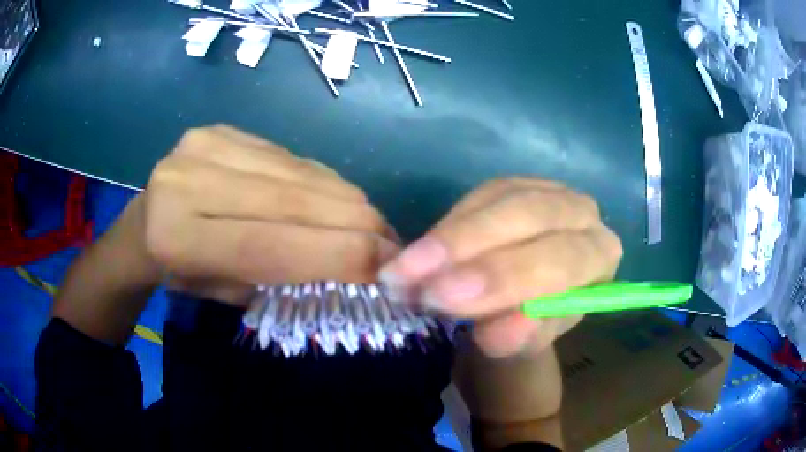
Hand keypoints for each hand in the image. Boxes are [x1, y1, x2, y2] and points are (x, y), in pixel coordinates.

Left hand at [144, 125, 398, 303]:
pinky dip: (322, 182)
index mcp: (178, 239)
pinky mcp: (221, 129)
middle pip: (293, 201)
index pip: (270, 245)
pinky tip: (336, 200)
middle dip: (357, 225)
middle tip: (392, 244)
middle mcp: (187, 181)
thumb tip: (356, 262)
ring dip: (347, 201)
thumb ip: (285, 278)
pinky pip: (290, 157)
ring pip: (300, 173)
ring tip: (371, 224)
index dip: (338, 255)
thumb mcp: (227, 295)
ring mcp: (204, 144)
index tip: (388, 267)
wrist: (145, 223)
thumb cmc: (182, 274)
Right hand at [379, 178, 621, 357]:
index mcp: (599, 256)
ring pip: (499, 200)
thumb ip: (517, 338)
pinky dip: (446, 224)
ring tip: (403, 269)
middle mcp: (581, 213)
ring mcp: (545, 191)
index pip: (563, 260)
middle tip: (412, 278)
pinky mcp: (512, 185)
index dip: (506, 277)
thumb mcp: (524, 344)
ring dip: (448, 236)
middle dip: (468, 248)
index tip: (446, 299)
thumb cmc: (528, 327)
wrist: (520, 308)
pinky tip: (420, 251)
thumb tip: (497, 332)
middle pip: (530, 216)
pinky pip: (477, 195)